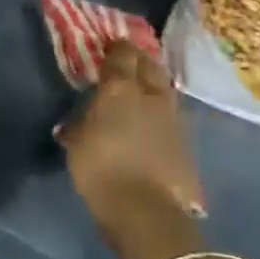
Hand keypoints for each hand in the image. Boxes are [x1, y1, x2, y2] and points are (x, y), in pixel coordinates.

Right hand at [57, 42, 203, 254]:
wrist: (146, 211)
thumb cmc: (102, 169)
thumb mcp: (77, 144)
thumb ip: (78, 125)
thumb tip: (74, 122)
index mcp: (121, 88)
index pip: (122, 54)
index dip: (115, 47)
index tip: (107, 46)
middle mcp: (150, 95)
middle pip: (150, 65)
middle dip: (139, 59)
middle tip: (127, 62)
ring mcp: (173, 118)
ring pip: (165, 88)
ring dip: (154, 83)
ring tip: (141, 89)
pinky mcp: (186, 142)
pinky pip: (171, 115)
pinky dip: (161, 111)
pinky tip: (153, 121)